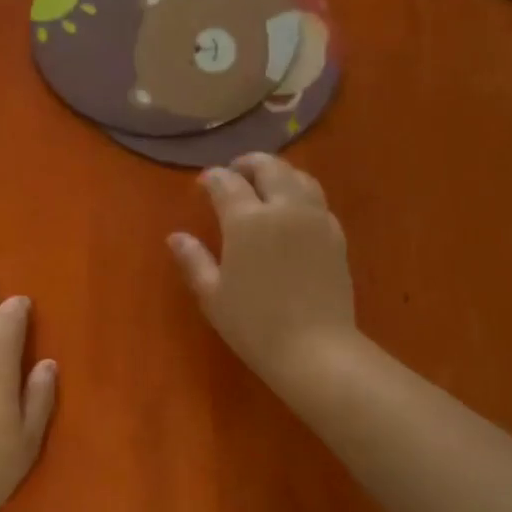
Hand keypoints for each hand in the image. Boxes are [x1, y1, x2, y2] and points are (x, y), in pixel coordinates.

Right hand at [167, 153, 357, 391]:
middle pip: (269, 168)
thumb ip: (194, 261)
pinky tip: (293, 211)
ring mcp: (315, 219)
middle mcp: (284, 208)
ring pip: (299, 177)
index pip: (227, 183)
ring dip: (279, 173)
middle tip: (235, 173)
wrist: (314, 348)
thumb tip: (176, 237)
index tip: (203, 183)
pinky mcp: (335, 235)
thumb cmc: (254, 325)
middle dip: (248, 164)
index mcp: (247, 221)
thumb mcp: (213, 297)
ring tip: (266, 185)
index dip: (212, 178)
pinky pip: (317, 201)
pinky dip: (301, 194)